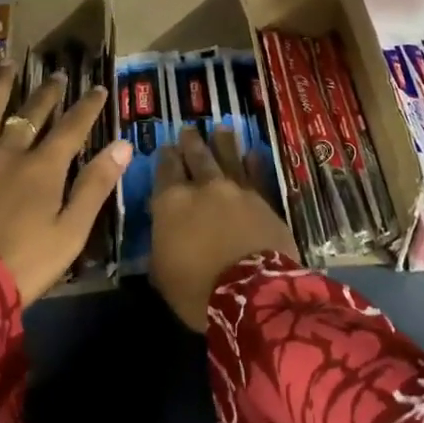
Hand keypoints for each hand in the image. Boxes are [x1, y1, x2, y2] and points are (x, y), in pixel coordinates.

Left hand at [0, 62, 130, 305]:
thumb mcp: (69, 233)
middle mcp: (7, 153)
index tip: (98, 88)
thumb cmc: (20, 266)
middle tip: (57, 75)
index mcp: (42, 169)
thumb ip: (95, 186)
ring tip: (8, 64)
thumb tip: (123, 145)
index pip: (72, 128)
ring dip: (0, 86)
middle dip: (47, 93)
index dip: (87, 107)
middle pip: (31, 114)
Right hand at [150, 127, 300, 332]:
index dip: (165, 158)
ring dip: (222, 142)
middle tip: (188, 129)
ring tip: (221, 129)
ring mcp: (236, 190)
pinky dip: (253, 163)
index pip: (165, 170)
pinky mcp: (263, 200)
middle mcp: (203, 187)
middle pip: (196, 156)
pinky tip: (253, 153)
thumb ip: (160, 245)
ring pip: (227, 157)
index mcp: (172, 202)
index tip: (165, 148)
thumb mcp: (162, 274)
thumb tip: (162, 230)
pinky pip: (256, 174)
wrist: (251, 293)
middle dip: (190, 142)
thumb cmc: (197, 290)